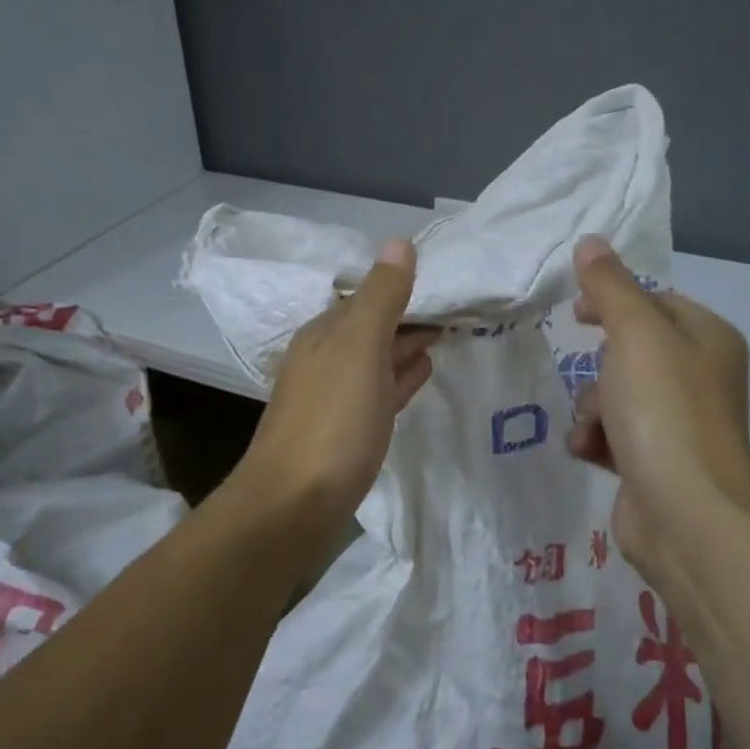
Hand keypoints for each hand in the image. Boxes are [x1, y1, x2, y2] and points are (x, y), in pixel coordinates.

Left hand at [234, 238, 438, 531]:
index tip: (450, 287)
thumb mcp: (359, 347)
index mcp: (325, 333)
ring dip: (406, 347)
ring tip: (443, 340)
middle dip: (410, 317)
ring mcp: (333, 398)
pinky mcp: (344, 433)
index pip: (371, 297)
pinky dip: (399, 379)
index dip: (408, 290)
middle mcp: (325, 359)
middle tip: (457, 312)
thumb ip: (381, 295)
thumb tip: (398, 241)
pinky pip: (378, 393)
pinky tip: (419, 377)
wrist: (292, 507)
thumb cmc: (331, 421)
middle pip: (374, 328)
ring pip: (376, 360)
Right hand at [566, 236, 749, 574]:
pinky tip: (589, 451)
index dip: (613, 300)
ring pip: (616, 393)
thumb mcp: (635, 334)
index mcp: (707, 339)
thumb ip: (610, 286)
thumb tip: (591, 241)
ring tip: (593, 425)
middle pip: (631, 350)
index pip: (655, 301)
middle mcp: (699, 377)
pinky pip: (614, 433)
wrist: (688, 516)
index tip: (576, 312)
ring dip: (592, 406)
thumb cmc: (665, 411)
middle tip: (593, 376)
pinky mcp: (656, 462)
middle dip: (599, 365)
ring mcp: (678, 423)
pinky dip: (596, 438)